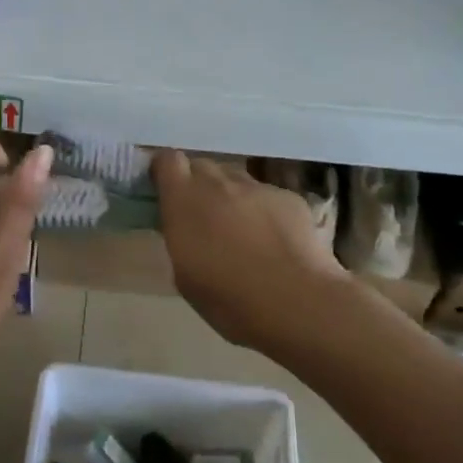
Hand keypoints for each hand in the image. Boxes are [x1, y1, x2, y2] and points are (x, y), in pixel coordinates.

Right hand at [152, 151, 347, 354]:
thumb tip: (187, 228)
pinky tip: (275, 242)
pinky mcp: (289, 197)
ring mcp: (257, 187)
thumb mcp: (185, 275)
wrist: (297, 302)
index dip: (165, 171)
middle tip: (203, 217)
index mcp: (184, 200)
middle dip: (198, 185)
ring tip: (242, 232)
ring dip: (231, 197)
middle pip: (202, 166)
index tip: (165, 190)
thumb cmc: (229, 299)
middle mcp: (219, 183)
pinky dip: (265, 211)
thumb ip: (181, 238)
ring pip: (236, 180)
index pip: (167, 160)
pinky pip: (267, 196)